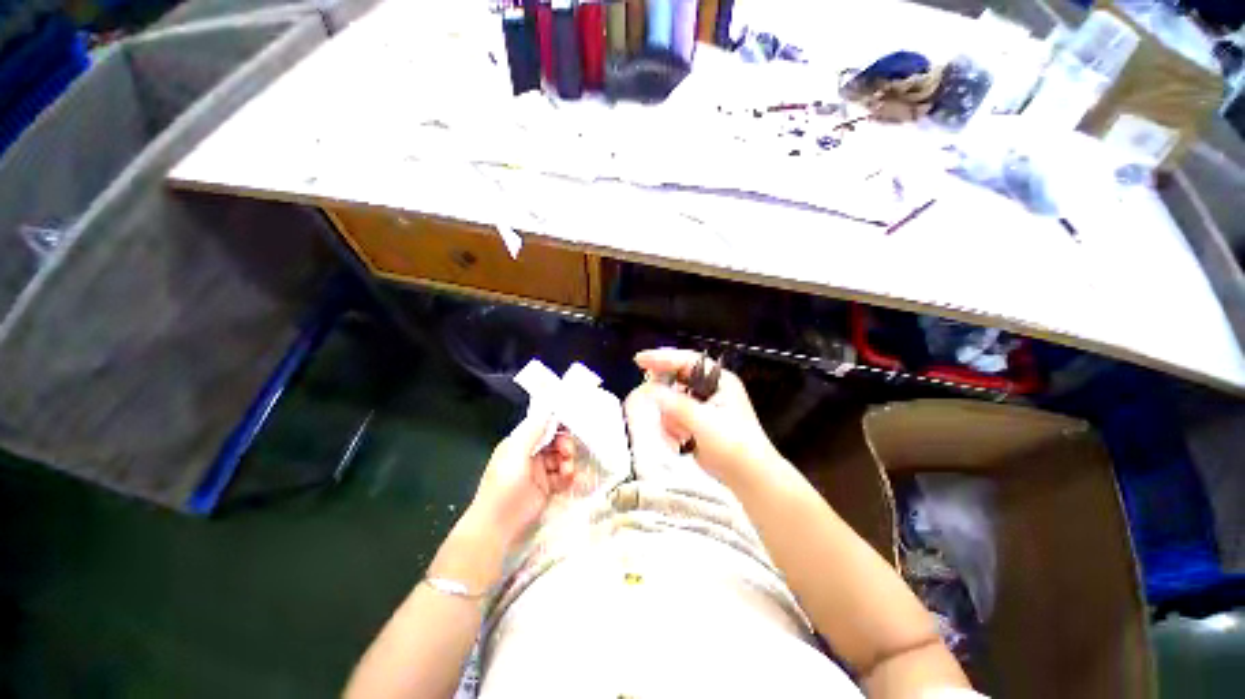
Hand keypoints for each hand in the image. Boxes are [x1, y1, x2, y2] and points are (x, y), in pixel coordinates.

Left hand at [467, 414, 577, 548]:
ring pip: (561, 459)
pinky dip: (568, 476)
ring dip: (568, 462)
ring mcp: (539, 471)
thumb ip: (534, 431)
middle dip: (565, 445)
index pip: (542, 427)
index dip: (557, 427)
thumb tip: (548, 411)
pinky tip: (568, 479)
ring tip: (567, 471)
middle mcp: (530, 454)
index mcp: (519, 443)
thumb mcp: (517, 452)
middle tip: (568, 453)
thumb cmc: (504, 484)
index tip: (568, 429)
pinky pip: (562, 476)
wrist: (498, 524)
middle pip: (555, 442)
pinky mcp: (546, 487)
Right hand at [635, 348, 782, 486]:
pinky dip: (673, 427)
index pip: (686, 361)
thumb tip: (650, 390)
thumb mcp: (704, 422)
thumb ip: (676, 404)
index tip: (639, 360)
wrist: (748, 478)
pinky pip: (674, 415)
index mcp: (719, 380)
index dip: (662, 358)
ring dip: (670, 416)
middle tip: (648, 397)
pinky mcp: (697, 421)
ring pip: (672, 398)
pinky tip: (681, 441)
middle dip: (664, 391)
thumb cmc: (732, 446)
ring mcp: (703, 405)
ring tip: (681, 434)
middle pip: (677, 377)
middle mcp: (710, 388)